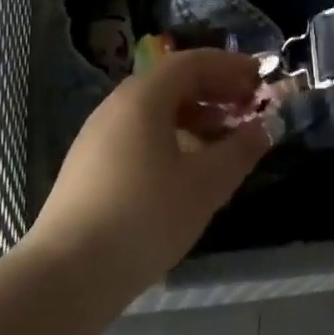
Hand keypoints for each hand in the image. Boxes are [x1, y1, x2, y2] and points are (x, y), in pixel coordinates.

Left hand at [26, 49, 273, 300]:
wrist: (68, 272)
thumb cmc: (144, 218)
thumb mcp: (204, 186)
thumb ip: (239, 151)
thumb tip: (264, 128)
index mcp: (144, 97)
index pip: (192, 63)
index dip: (229, 66)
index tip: (260, 78)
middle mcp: (117, 104)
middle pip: (172, 81)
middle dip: (214, 89)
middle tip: (249, 105)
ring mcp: (99, 133)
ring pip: (155, 108)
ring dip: (194, 113)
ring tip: (225, 136)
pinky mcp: (91, 162)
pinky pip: (139, 131)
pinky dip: (171, 134)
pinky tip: (187, 166)